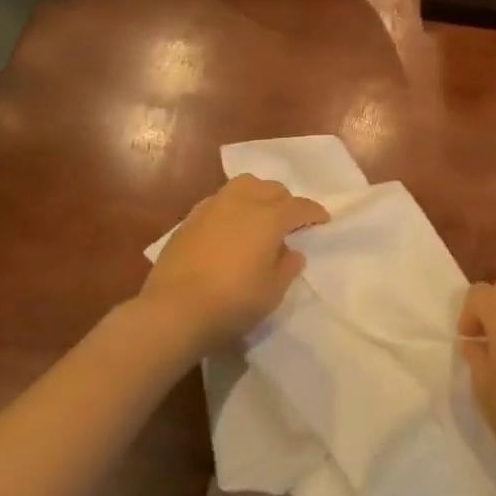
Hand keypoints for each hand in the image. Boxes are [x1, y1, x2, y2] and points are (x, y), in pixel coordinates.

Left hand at [140, 174, 328, 354]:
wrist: (173, 310)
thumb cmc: (232, 302)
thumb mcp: (272, 292)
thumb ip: (287, 267)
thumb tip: (291, 251)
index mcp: (269, 217)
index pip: (299, 206)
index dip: (313, 212)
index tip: (322, 219)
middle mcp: (242, 202)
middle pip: (271, 189)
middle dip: (285, 201)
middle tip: (290, 221)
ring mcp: (212, 207)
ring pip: (243, 186)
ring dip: (258, 195)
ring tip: (259, 216)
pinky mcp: (190, 219)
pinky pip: (220, 200)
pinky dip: (232, 206)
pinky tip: (230, 226)